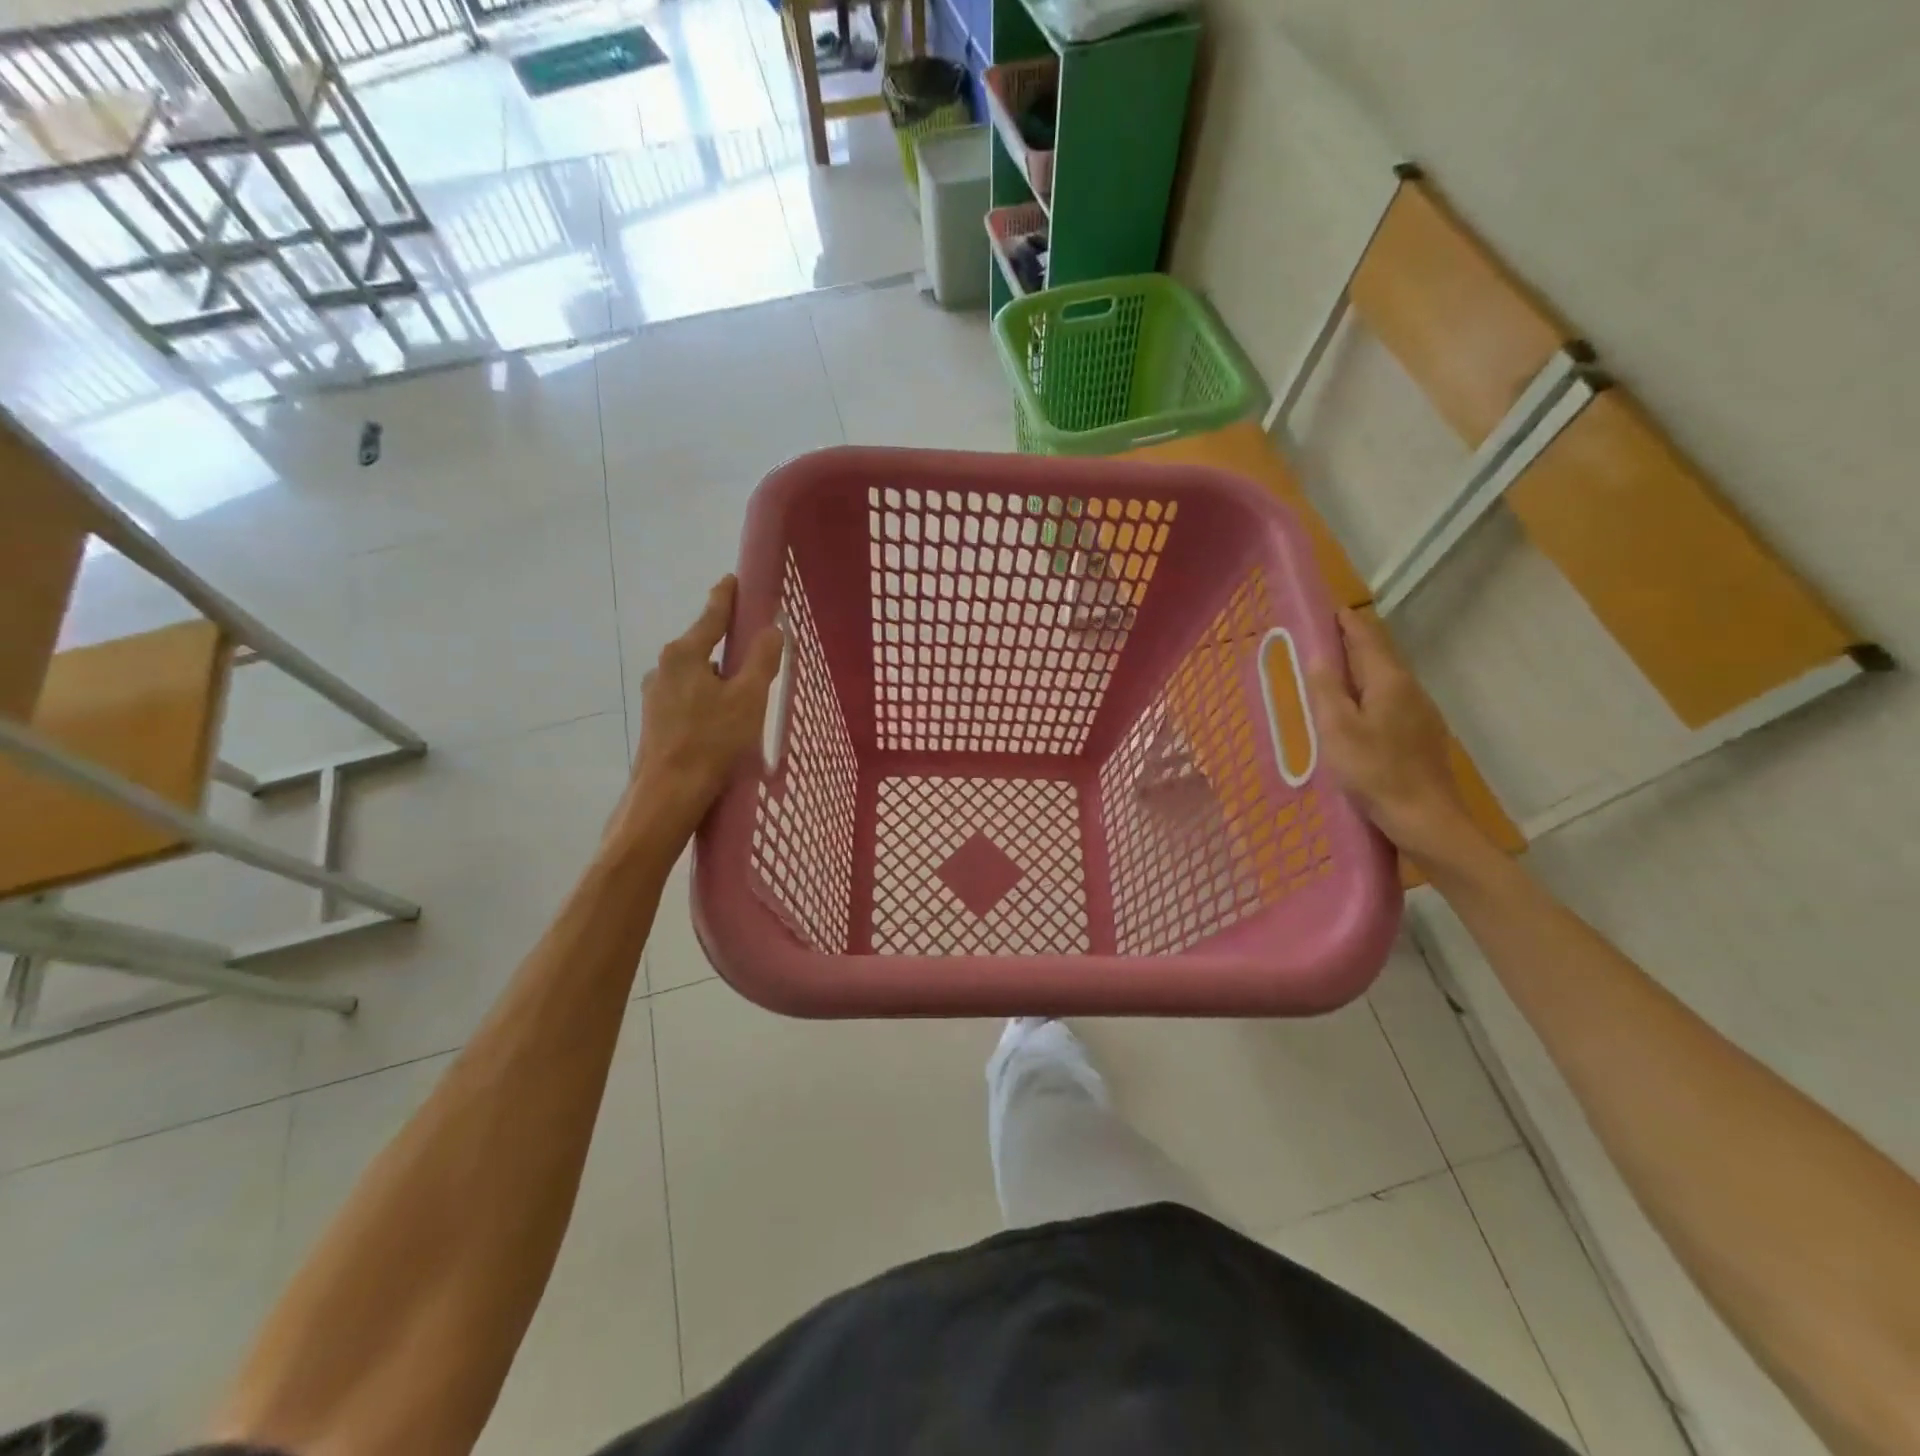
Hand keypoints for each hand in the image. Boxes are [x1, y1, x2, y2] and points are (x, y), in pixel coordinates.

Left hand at [612, 577, 782, 850]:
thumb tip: (773, 629)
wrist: (667, 794)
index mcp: (683, 654)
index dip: (726, 597)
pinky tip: (720, 723)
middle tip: (753, 657)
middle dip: (726, 648)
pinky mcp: (654, 720)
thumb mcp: (749, 698)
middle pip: (702, 646)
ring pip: (695, 675)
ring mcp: (654, 695)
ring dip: (717, 680)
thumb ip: (762, 659)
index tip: (732, 580)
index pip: (711, 616)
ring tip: (742, 701)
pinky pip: (687, 697)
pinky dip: (706, 700)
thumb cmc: (711, 741)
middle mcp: (663, 667)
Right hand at [1306, 609, 1486, 871]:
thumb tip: (1320, 657)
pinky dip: (1369, 695)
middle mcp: (1410, 690)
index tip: (1327, 610)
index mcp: (1389, 681)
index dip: (1347, 622)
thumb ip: (1327, 690)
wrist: (1425, 818)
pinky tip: (1355, 712)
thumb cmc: (1375, 771)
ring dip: (1360, 671)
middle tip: (1321, 640)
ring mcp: (1421, 713)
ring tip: (1332, 674)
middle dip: (1352, 644)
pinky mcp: (1421, 736)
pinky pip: (1391, 702)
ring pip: (1386, 680)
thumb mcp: (1338, 730)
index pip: (1367, 637)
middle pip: (1379, 656)